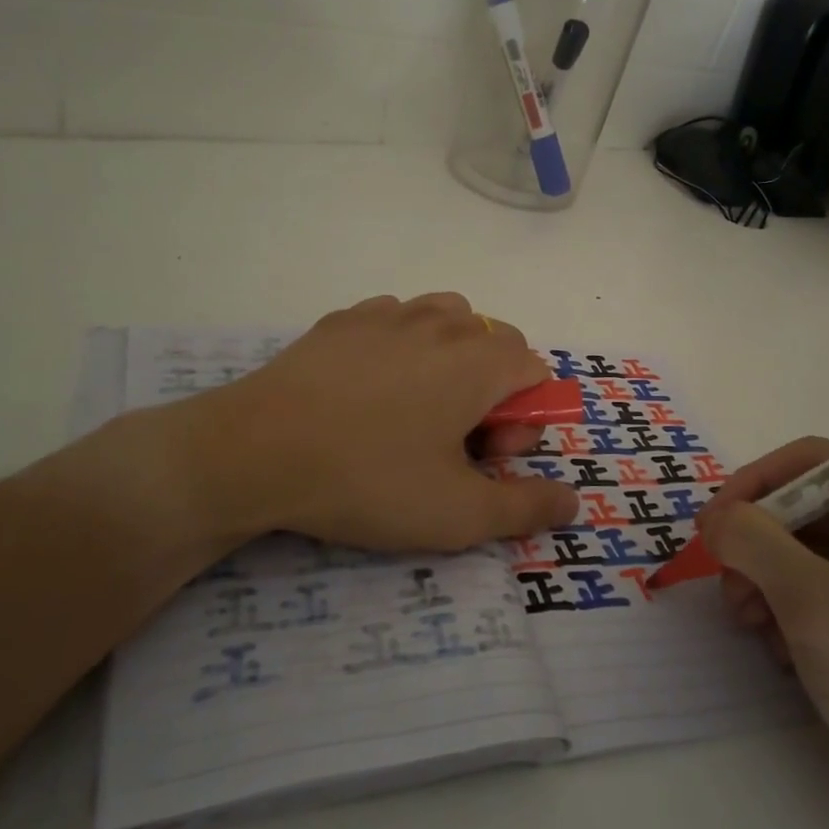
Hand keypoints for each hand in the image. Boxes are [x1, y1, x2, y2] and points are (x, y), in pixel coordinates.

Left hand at [62, 294, 579, 565]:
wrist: (253, 452)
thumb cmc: (367, 480)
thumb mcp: (457, 514)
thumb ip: (527, 508)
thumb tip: (574, 503)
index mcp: (479, 360)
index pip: (536, 371)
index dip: (523, 422)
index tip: (485, 459)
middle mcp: (442, 322)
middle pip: (496, 344)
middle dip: (492, 393)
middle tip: (451, 444)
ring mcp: (388, 314)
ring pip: (448, 322)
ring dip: (451, 363)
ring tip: (416, 412)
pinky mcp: (342, 320)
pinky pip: (396, 322)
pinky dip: (403, 349)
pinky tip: (368, 392)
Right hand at [700, 440, 828, 828]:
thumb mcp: (818, 607)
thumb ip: (756, 543)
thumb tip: (714, 516)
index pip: (816, 462)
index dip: (757, 483)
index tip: (711, 523)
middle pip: (805, 508)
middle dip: (758, 544)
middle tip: (730, 587)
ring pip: (801, 551)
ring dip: (764, 581)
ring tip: (749, 624)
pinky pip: (812, 590)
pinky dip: (783, 610)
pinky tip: (778, 650)